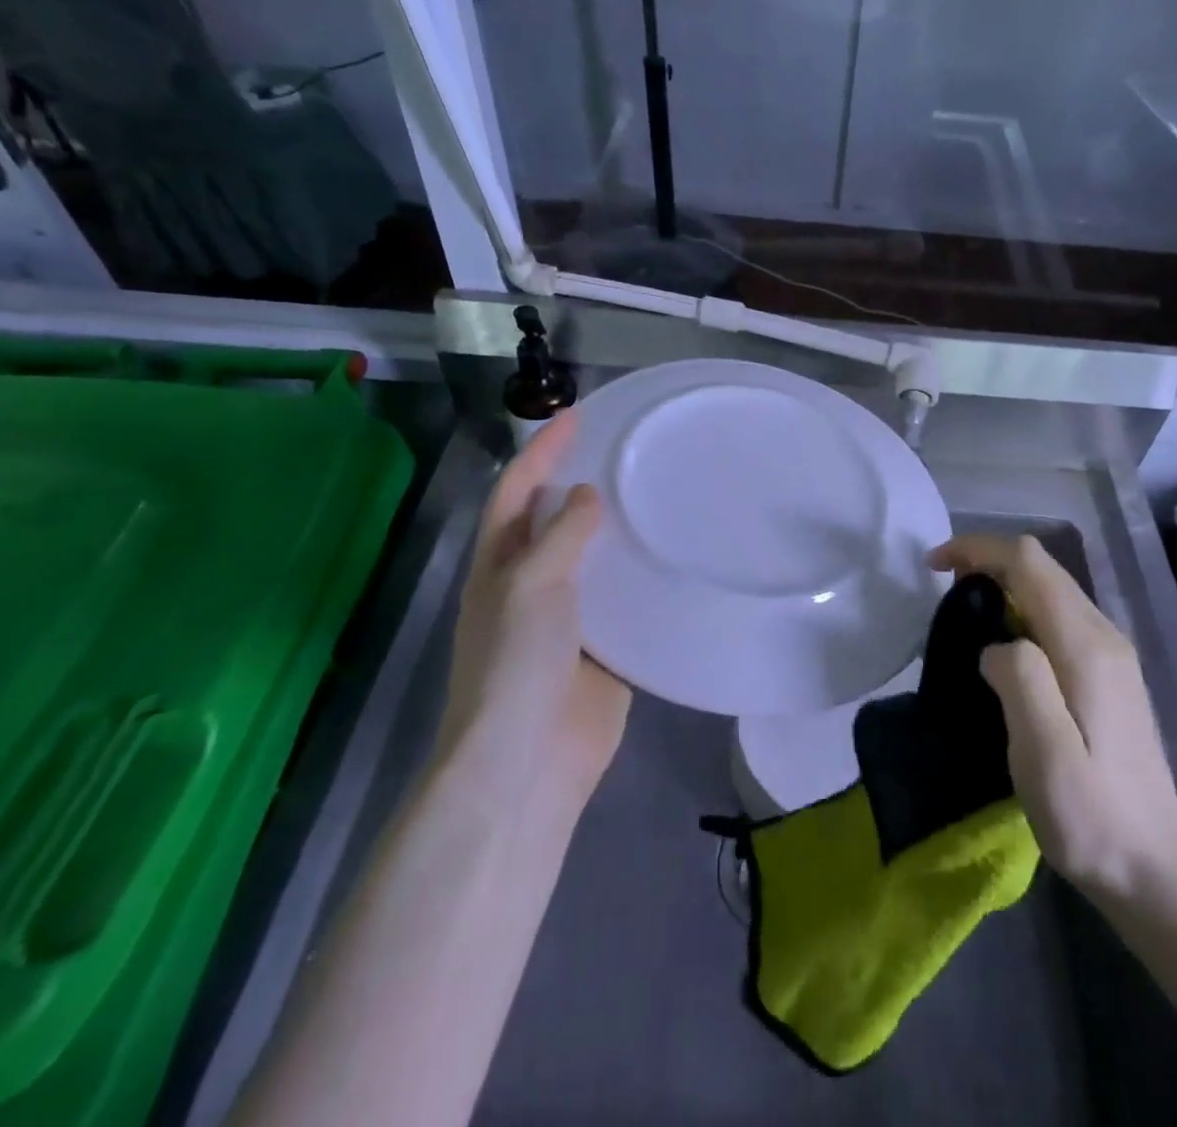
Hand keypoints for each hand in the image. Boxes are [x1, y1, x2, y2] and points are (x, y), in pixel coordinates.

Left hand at [441, 413, 630, 807]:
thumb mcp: (531, 586)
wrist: (528, 761)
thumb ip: (561, 536)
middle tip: (628, 449)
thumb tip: (587, 495)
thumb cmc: (516, 664)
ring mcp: (568, 618)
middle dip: (581, 482)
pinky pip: (625, 601)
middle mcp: (531, 584)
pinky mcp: (605, 648)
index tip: (577, 415)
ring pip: (594, 560)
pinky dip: (644, 577)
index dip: (542, 451)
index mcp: (500, 566)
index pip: (518, 491)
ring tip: (659, 492)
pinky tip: (677, 557)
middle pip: (555, 520)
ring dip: (617, 529)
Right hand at [928, 534, 1176, 902]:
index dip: (978, 550)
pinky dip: (1020, 608)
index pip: (1029, 562)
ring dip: (1003, 583)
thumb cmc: (1091, 814)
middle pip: (1042, 567)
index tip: (934, 567)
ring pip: (1051, 588)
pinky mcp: (1109, 674)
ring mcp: (1111, 654)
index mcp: (1085, 645)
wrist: (1154, 869)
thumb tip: (996, 645)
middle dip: (987, 560)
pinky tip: (1003, 645)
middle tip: (942, 589)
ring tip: (964, 613)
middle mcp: (1103, 635)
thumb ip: (1020, 679)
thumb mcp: (1044, 752)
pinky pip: (1058, 615)